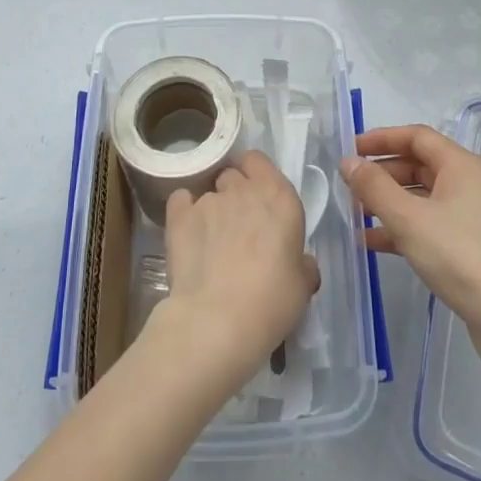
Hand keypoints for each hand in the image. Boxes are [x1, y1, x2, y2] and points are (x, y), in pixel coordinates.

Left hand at [157, 151, 319, 385]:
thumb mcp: (302, 285)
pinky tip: (187, 235)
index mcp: (279, 198)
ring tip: (210, 241)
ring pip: (207, 192)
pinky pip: (180, 200)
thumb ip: (301, 263)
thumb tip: (299, 263)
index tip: (257, 198)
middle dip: (233, 193)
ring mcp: (208, 200)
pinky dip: (183, 212)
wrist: (219, 319)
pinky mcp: (178, 216)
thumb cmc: (272, 301)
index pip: (259, 161)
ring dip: (211, 209)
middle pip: (232, 175)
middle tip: (236, 225)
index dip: (255, 174)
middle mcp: (243, 190)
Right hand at [343, 125, 480, 353]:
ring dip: (389, 202)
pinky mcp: (472, 246)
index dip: (382, 139)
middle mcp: (471, 184)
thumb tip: (349, 162)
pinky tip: (374, 243)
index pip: (417, 136)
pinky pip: (430, 224)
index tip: (351, 150)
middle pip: (420, 165)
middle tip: (350, 186)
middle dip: (383, 173)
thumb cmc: (458, 256)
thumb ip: (374, 187)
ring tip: (356, 214)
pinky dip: (403, 228)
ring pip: (423, 198)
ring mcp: (473, 217)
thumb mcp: (408, 218)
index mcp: (461, 166)